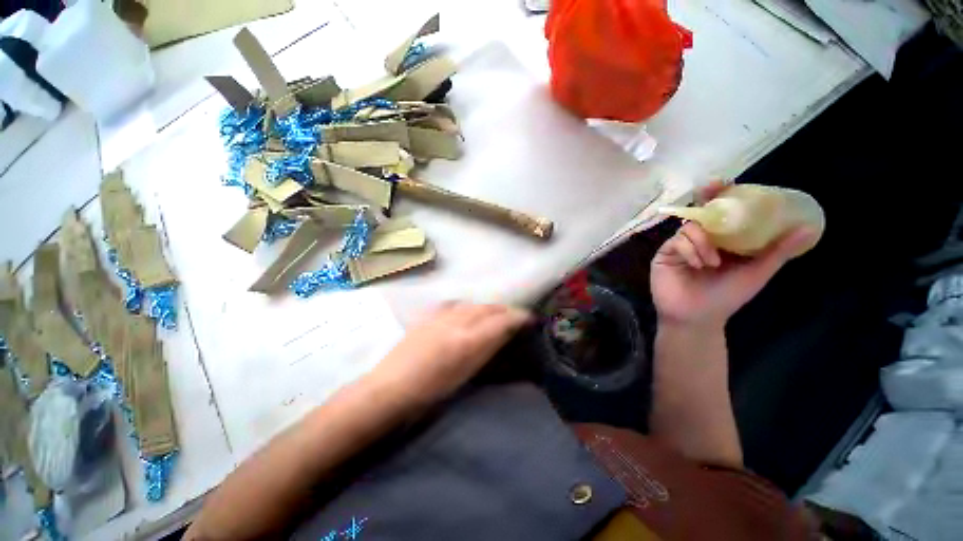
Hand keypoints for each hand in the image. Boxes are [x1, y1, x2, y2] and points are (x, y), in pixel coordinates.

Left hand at [371, 302, 531, 407]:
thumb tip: (503, 335)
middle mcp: (456, 322)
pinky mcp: (428, 317)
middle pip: (487, 308)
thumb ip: (485, 351)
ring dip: (488, 307)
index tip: (530, 318)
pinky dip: (468, 307)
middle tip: (516, 316)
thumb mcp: (464, 375)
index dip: (518, 317)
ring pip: (472, 304)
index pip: (500, 321)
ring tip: (495, 314)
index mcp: (467, 341)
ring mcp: (440, 317)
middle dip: (505, 310)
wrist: (388, 389)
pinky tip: (467, 312)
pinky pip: (455, 305)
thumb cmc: (429, 392)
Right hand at [651, 183, 816, 329]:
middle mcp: (701, 238)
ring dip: (703, 240)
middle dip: (705, 198)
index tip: (726, 182)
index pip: (723, 212)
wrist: (697, 318)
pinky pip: (676, 241)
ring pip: (690, 226)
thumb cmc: (726, 297)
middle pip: (701, 212)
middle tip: (711, 188)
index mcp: (723, 240)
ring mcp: (681, 245)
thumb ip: (777, 252)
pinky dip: (689, 249)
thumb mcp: (756, 273)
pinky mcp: (665, 254)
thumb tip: (808, 228)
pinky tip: (697, 265)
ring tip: (713, 261)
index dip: (724, 195)